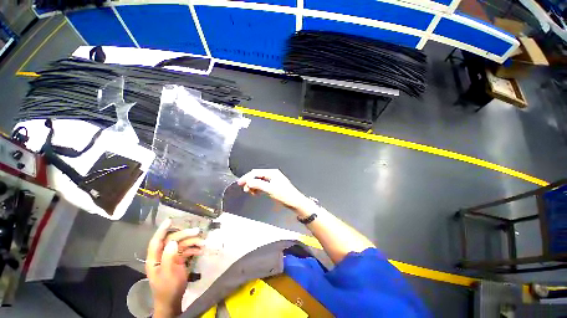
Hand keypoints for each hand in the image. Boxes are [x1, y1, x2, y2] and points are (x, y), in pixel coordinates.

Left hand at [146, 219, 203, 317]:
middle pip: (173, 240)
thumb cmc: (168, 288)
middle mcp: (162, 256)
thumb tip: (173, 242)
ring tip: (203, 243)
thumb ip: (169, 258)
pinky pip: (187, 251)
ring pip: (182, 244)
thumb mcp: (168, 274)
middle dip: (185, 235)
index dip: (162, 230)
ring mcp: (171, 257)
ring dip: (193, 242)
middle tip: (197, 232)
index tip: (169, 220)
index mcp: (155, 259)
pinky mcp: (178, 260)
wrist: (173, 301)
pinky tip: (202, 250)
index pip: (156, 241)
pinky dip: (194, 249)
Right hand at [237, 169, 310, 212]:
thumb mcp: (270, 190)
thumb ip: (258, 185)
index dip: (247, 177)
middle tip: (245, 189)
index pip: (256, 172)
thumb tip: (248, 182)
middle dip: (250, 182)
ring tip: (250, 192)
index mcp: (272, 173)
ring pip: (259, 181)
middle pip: (257, 176)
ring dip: (253, 185)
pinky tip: (256, 192)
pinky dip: (258, 188)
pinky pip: (263, 185)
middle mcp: (272, 174)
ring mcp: (273, 180)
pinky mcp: (273, 185)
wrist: (295, 202)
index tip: (240, 183)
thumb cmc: (285, 195)